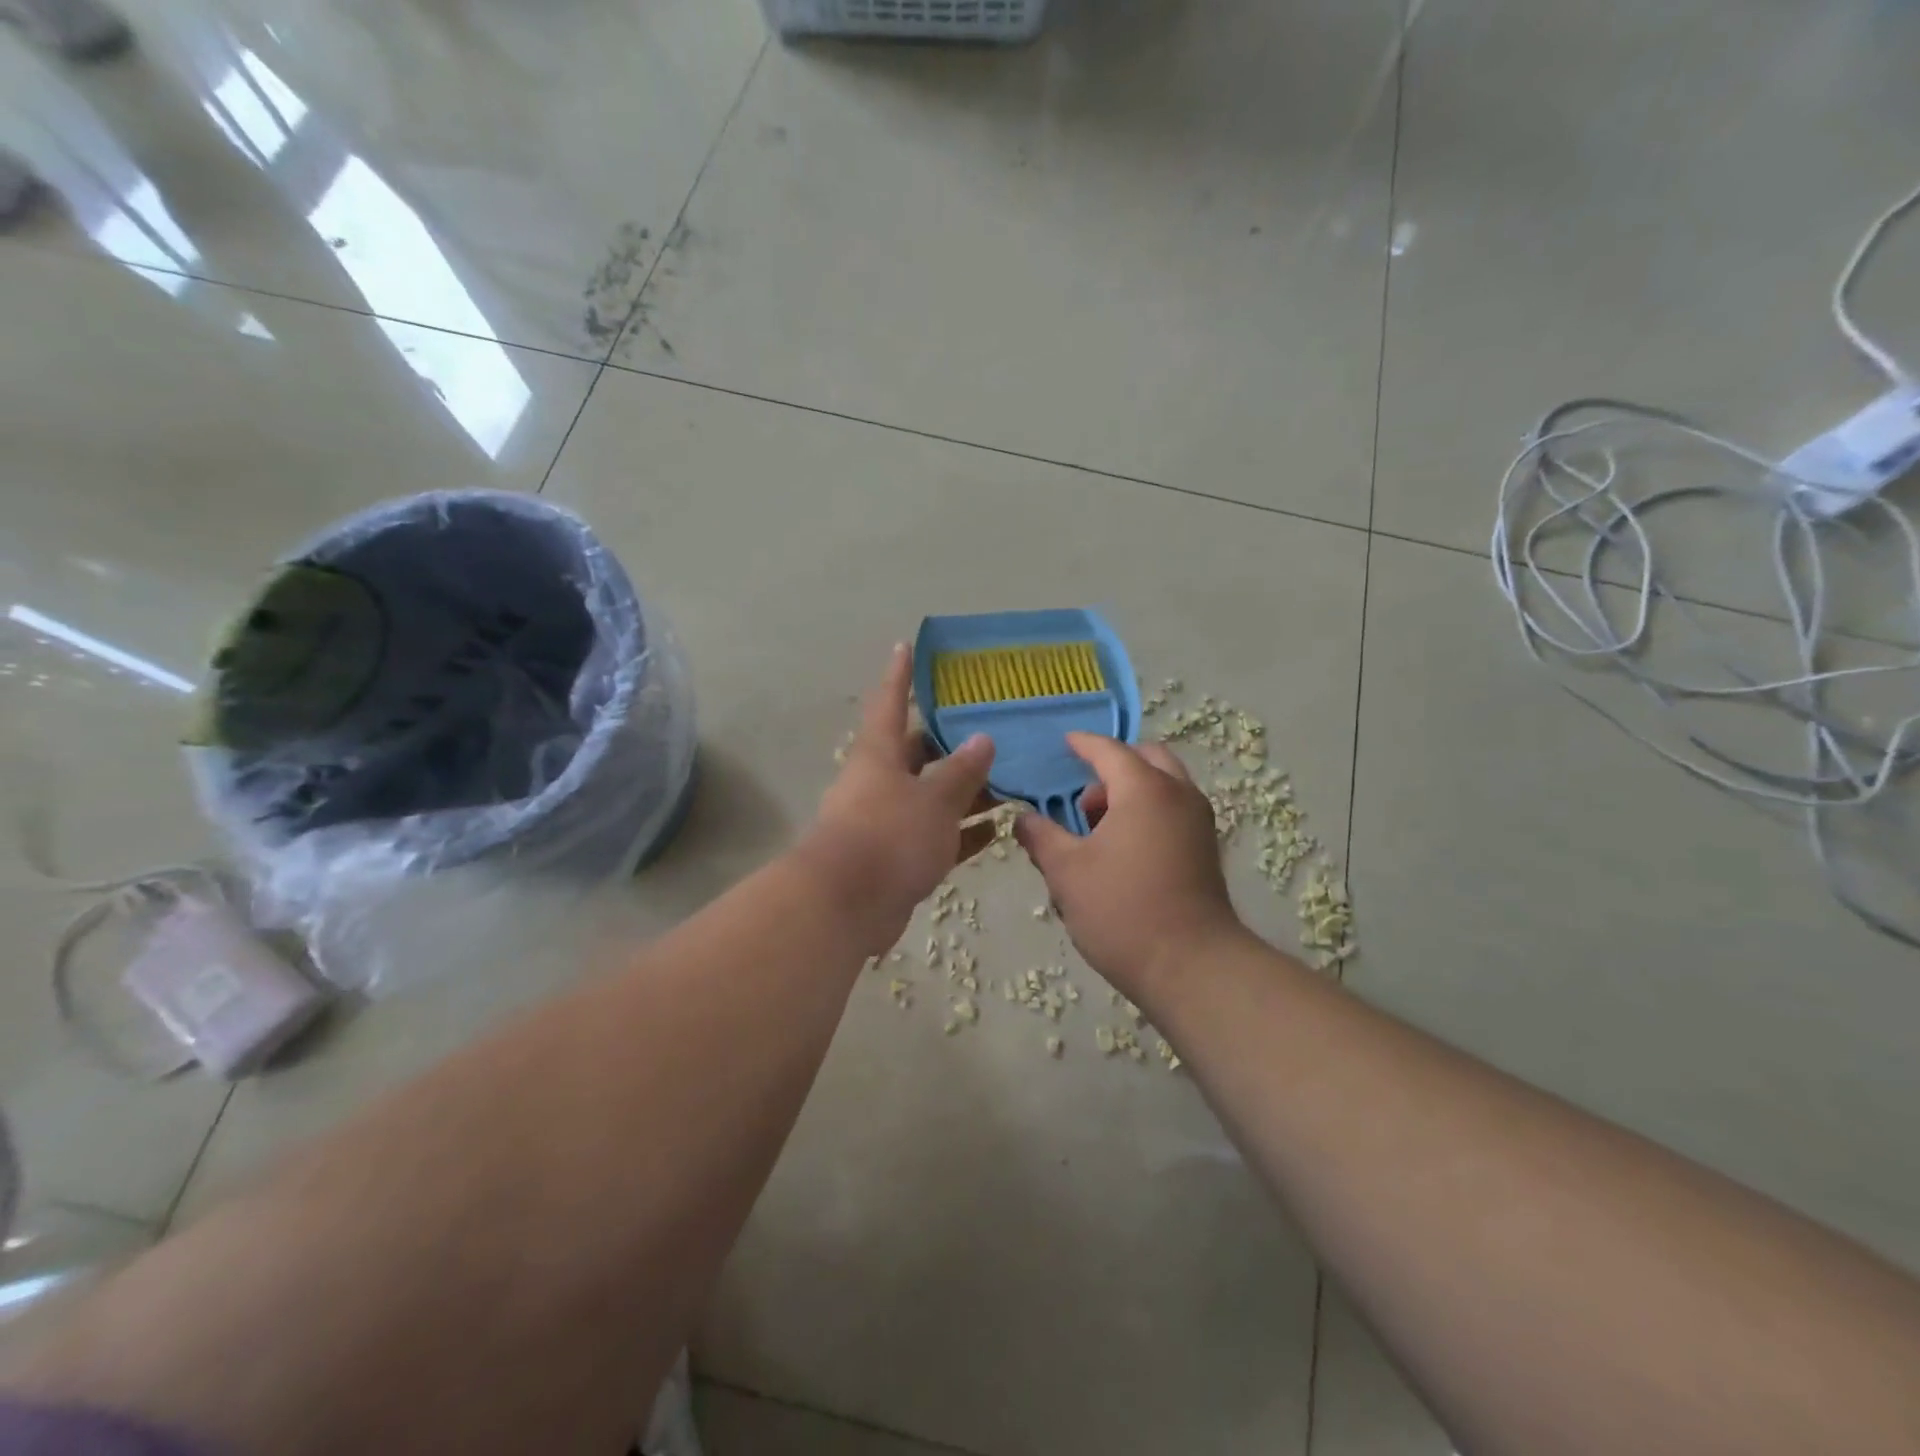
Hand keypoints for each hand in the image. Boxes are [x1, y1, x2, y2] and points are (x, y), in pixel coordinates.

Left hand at [804, 645, 995, 942]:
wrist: (848, 905)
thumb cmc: (890, 835)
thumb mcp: (934, 798)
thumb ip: (962, 771)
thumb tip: (982, 740)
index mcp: (879, 755)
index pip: (891, 703)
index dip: (900, 675)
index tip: (905, 646)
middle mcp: (880, 782)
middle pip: (916, 754)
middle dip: (950, 744)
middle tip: (989, 730)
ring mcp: (887, 822)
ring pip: (931, 798)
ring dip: (965, 792)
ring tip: (1008, 780)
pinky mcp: (898, 859)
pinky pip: (937, 837)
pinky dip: (963, 833)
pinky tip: (997, 829)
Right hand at [1015, 733, 1244, 996]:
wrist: (1192, 966)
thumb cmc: (1122, 910)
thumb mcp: (1066, 872)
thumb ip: (1041, 837)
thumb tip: (1023, 819)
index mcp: (1144, 790)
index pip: (1110, 751)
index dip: (1083, 744)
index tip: (1065, 742)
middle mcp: (1179, 795)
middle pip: (1147, 759)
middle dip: (1114, 766)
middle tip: (1084, 796)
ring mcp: (1198, 822)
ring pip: (1165, 785)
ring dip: (1132, 790)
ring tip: (1097, 828)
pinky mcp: (1206, 850)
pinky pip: (1175, 810)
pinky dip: (1149, 810)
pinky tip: (1122, 849)